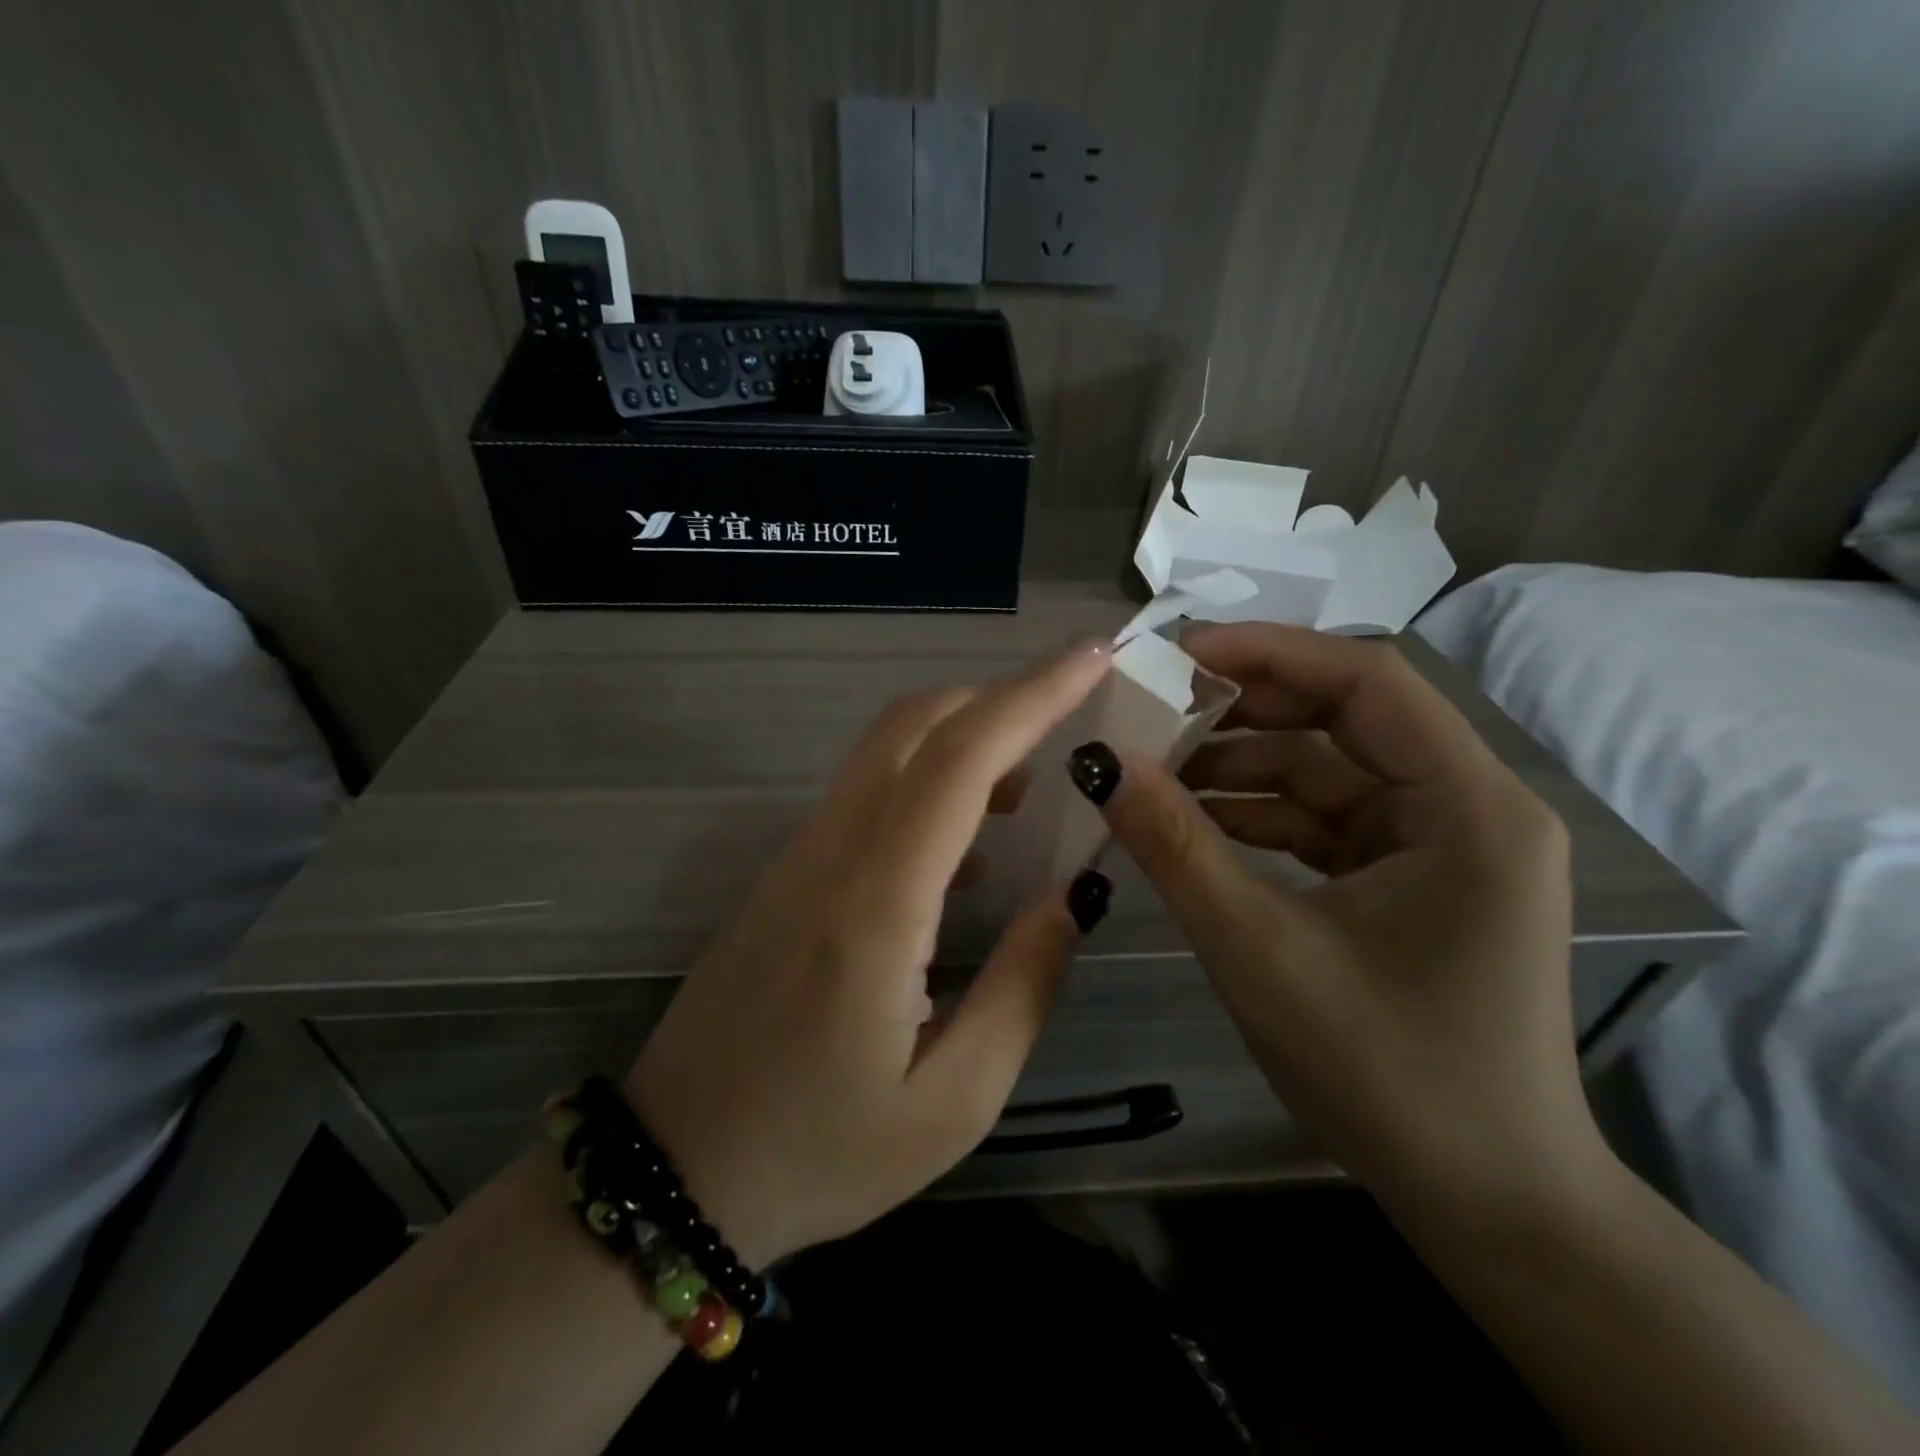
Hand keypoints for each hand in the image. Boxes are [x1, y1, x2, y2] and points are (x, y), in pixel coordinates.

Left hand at [627, 642, 1113, 1265]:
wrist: (674, 1171)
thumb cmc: (819, 1150)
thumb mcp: (953, 1100)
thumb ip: (1023, 987)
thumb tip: (1073, 899)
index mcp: (877, 902)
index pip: (961, 760)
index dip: (1031, 697)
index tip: (1091, 658)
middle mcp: (833, 852)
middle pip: (914, 725)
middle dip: (999, 697)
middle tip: (1072, 712)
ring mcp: (800, 855)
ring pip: (887, 751)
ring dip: (964, 737)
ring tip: (1034, 782)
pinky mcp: (788, 873)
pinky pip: (866, 794)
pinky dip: (929, 780)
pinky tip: (970, 840)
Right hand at [1070, 623, 1597, 1212]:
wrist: (1487, 1203)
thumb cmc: (1388, 1077)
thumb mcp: (1261, 952)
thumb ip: (1177, 848)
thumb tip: (1102, 763)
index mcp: (1467, 807)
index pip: (1367, 682)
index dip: (1269, 653)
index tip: (1177, 654)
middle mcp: (1465, 807)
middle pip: (1342, 720)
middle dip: (1242, 713)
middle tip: (1148, 713)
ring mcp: (1438, 844)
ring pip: (1324, 772)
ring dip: (1238, 769)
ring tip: (1150, 775)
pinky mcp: (1407, 879)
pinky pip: (1321, 822)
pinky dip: (1256, 817)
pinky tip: (1189, 824)